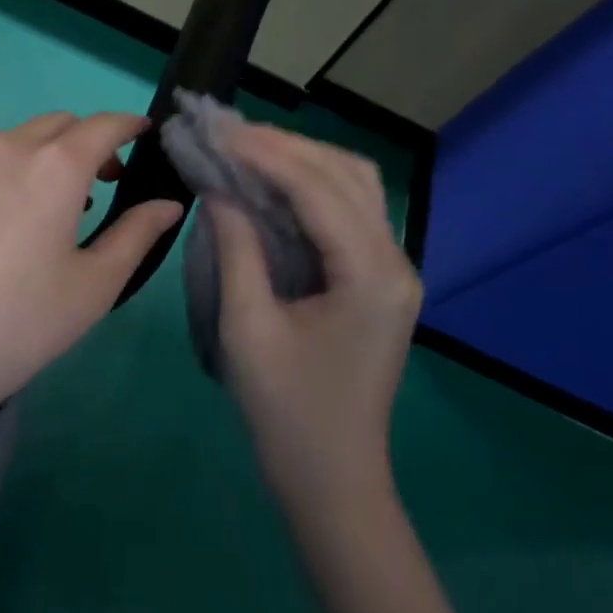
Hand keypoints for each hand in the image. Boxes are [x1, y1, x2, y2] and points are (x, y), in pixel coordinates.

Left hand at [0, 111, 182, 431]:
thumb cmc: (18, 324)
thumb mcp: (93, 286)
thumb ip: (136, 234)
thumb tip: (167, 204)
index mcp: (53, 167)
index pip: (103, 125)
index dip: (129, 125)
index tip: (144, 135)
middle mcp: (5, 149)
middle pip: (57, 125)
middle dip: (88, 141)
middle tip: (105, 180)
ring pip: (15, 140)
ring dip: (44, 155)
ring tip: (53, 204)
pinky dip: (5, 171)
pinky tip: (0, 220)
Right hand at [209, 123, 421, 511]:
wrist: (333, 480)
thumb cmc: (285, 412)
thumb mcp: (247, 329)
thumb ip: (235, 248)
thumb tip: (218, 189)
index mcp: (371, 276)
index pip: (317, 188)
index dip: (265, 153)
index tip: (217, 131)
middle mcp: (395, 261)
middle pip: (346, 174)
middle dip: (285, 146)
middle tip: (227, 133)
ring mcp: (393, 270)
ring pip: (353, 186)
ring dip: (301, 159)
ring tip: (245, 148)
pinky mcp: (378, 280)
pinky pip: (348, 212)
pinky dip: (309, 186)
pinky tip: (271, 183)